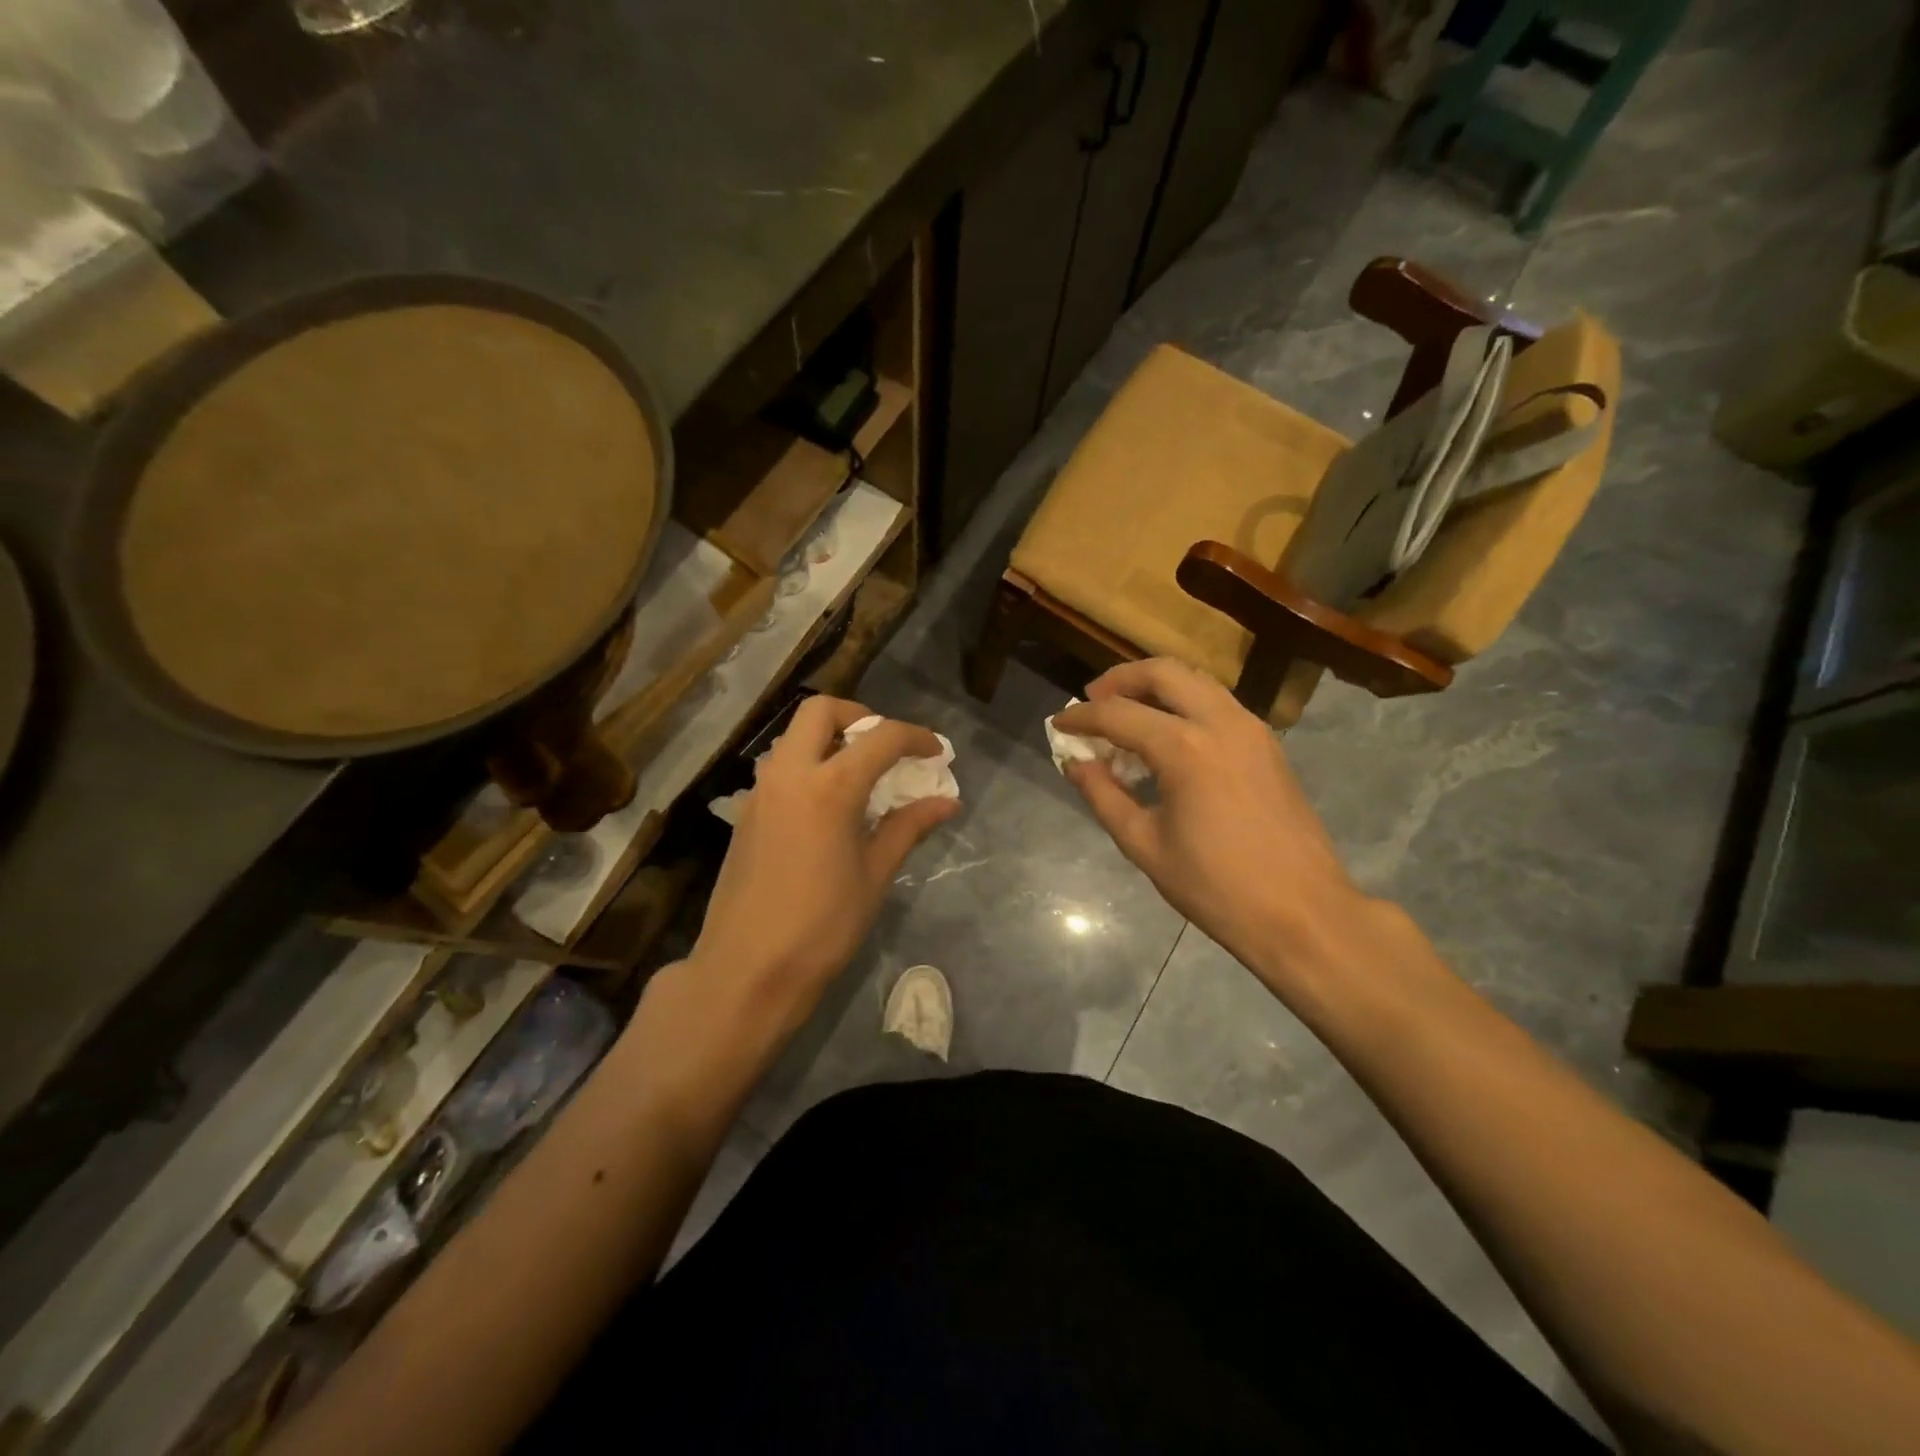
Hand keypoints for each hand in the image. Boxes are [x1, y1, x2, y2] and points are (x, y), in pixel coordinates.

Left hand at [626, 696, 958, 1116]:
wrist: (746, 970)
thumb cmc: (822, 927)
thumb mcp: (874, 875)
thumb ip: (908, 828)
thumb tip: (947, 802)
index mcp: (830, 787)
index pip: (881, 738)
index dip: (916, 738)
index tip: (937, 752)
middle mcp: (790, 774)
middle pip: (820, 711)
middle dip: (859, 716)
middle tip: (886, 746)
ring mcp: (761, 791)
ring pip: (793, 736)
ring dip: (829, 738)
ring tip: (860, 773)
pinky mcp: (746, 813)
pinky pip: (780, 766)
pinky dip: (808, 764)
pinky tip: (828, 805)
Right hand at [1054, 659, 1369, 989]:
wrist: (1303, 913)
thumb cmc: (1215, 887)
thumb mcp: (1144, 845)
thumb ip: (1103, 796)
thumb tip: (1074, 763)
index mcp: (1184, 748)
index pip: (1117, 714)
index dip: (1081, 717)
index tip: (1058, 722)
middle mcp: (1220, 722)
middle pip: (1162, 673)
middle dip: (1120, 680)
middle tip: (1093, 702)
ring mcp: (1251, 728)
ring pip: (1195, 681)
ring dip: (1155, 687)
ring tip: (1127, 714)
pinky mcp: (1267, 744)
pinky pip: (1218, 703)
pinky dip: (1184, 704)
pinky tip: (1167, 737)